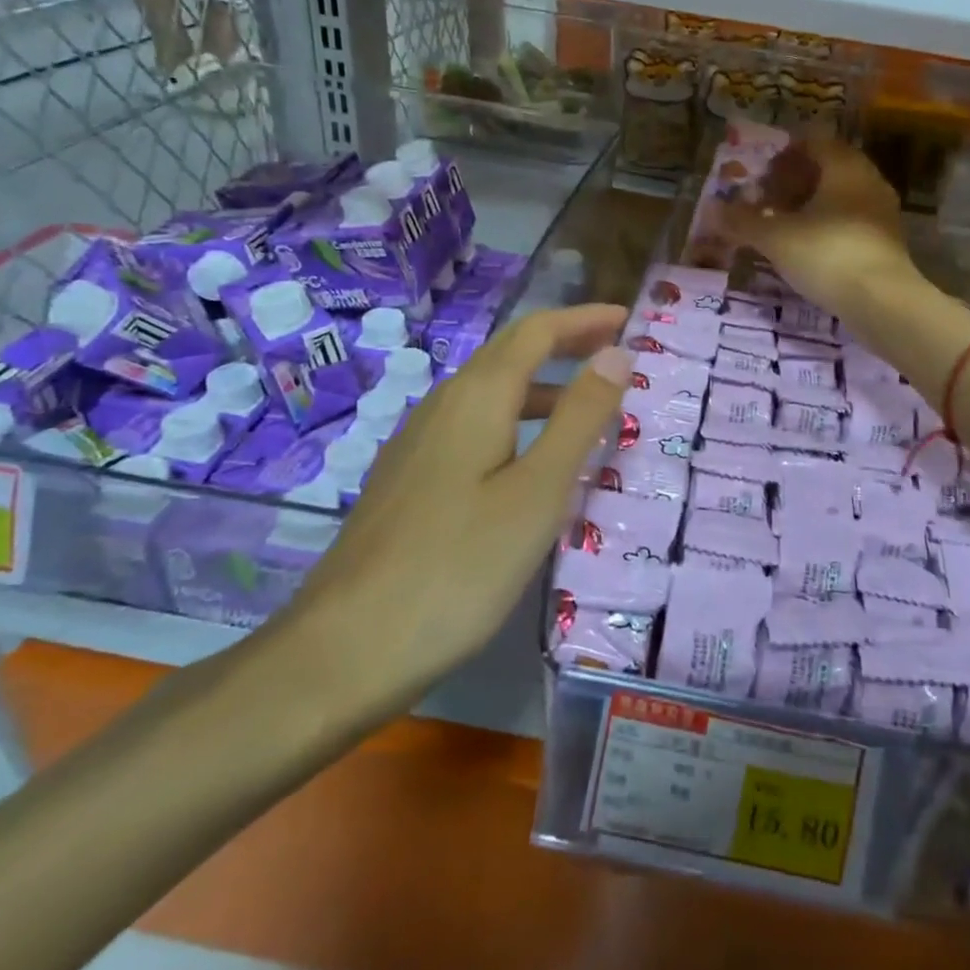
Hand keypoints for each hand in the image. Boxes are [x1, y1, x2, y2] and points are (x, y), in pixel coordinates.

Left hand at [275, 304, 631, 727]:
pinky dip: (515, 420)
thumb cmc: (457, 568)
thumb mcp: (537, 492)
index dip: (584, 319)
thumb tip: (616, 353)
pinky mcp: (407, 480)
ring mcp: (417, 443)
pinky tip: (527, 460)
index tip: (629, 318)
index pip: (537, 332)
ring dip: (541, 385)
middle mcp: (442, 405)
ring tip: (585, 406)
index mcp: (476, 397)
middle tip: (615, 352)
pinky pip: (472, 426)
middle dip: (565, 343)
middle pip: (510, 353)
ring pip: (489, 392)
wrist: (340, 651)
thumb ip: (579, 418)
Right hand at [713, 138, 916, 325]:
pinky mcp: (887, 243)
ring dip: (811, 207)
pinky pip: (851, 222)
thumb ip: (743, 221)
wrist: (882, 302)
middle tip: (768, 200)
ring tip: (783, 227)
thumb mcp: (775, 238)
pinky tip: (808, 250)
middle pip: (828, 170)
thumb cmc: (827, 254)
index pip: (815, 143)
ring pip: (840, 198)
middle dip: (795, 182)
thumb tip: (711, 209)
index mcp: (844, 167)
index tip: (763, 174)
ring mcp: (882, 213)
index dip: (785, 154)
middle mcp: (868, 181)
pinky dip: (827, 228)